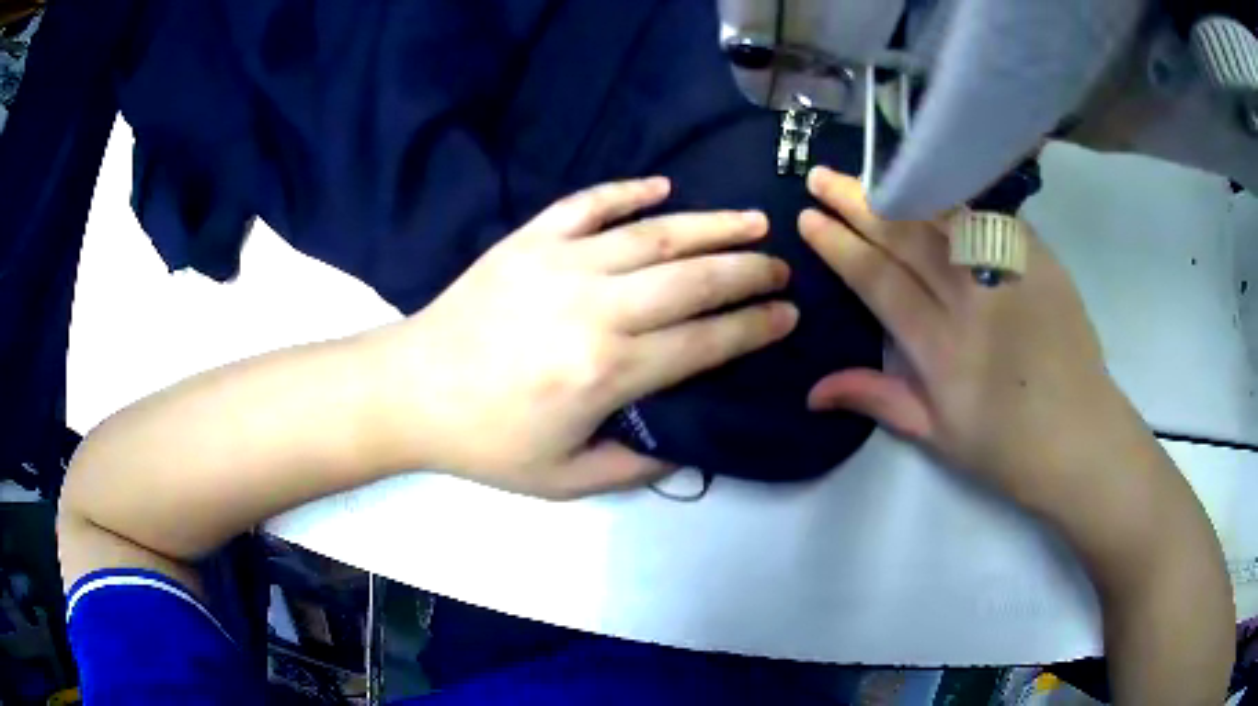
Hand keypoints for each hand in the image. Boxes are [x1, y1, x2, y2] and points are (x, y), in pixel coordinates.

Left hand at [368, 177, 797, 497]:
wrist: (412, 391)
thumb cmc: (487, 441)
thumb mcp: (564, 480)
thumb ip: (634, 465)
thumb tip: (686, 444)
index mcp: (607, 372)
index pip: (705, 341)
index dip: (753, 327)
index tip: (787, 315)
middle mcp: (595, 309)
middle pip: (693, 280)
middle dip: (748, 271)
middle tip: (781, 266)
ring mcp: (560, 264)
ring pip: (653, 234)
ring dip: (710, 225)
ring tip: (751, 221)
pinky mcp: (529, 240)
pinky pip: (588, 204)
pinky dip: (627, 191)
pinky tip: (662, 186)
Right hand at [798, 166, 1127, 507]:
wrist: (1081, 436)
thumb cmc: (1007, 446)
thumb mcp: (937, 435)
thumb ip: (878, 399)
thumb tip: (813, 391)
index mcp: (942, 347)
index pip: (879, 280)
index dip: (840, 246)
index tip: (809, 218)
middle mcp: (972, 299)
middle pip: (907, 237)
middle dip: (857, 203)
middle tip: (822, 177)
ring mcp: (1010, 271)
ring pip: (946, 215)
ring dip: (901, 188)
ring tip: (868, 171)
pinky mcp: (1040, 258)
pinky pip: (991, 214)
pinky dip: (958, 194)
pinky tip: (935, 178)